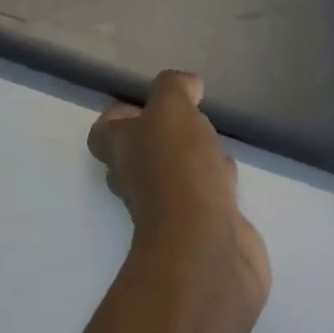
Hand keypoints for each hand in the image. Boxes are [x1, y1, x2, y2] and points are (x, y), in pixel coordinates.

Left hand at [87, 71, 271, 310]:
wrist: (205, 248)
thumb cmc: (178, 168)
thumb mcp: (171, 108)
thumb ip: (175, 87)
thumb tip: (188, 84)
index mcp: (121, 150)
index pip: (104, 131)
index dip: (120, 115)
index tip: (147, 102)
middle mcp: (137, 179)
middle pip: (136, 154)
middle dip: (157, 137)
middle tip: (182, 119)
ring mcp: (168, 208)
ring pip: (172, 174)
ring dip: (187, 157)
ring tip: (208, 137)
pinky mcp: (201, 228)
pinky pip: (204, 194)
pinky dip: (214, 179)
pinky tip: (229, 168)